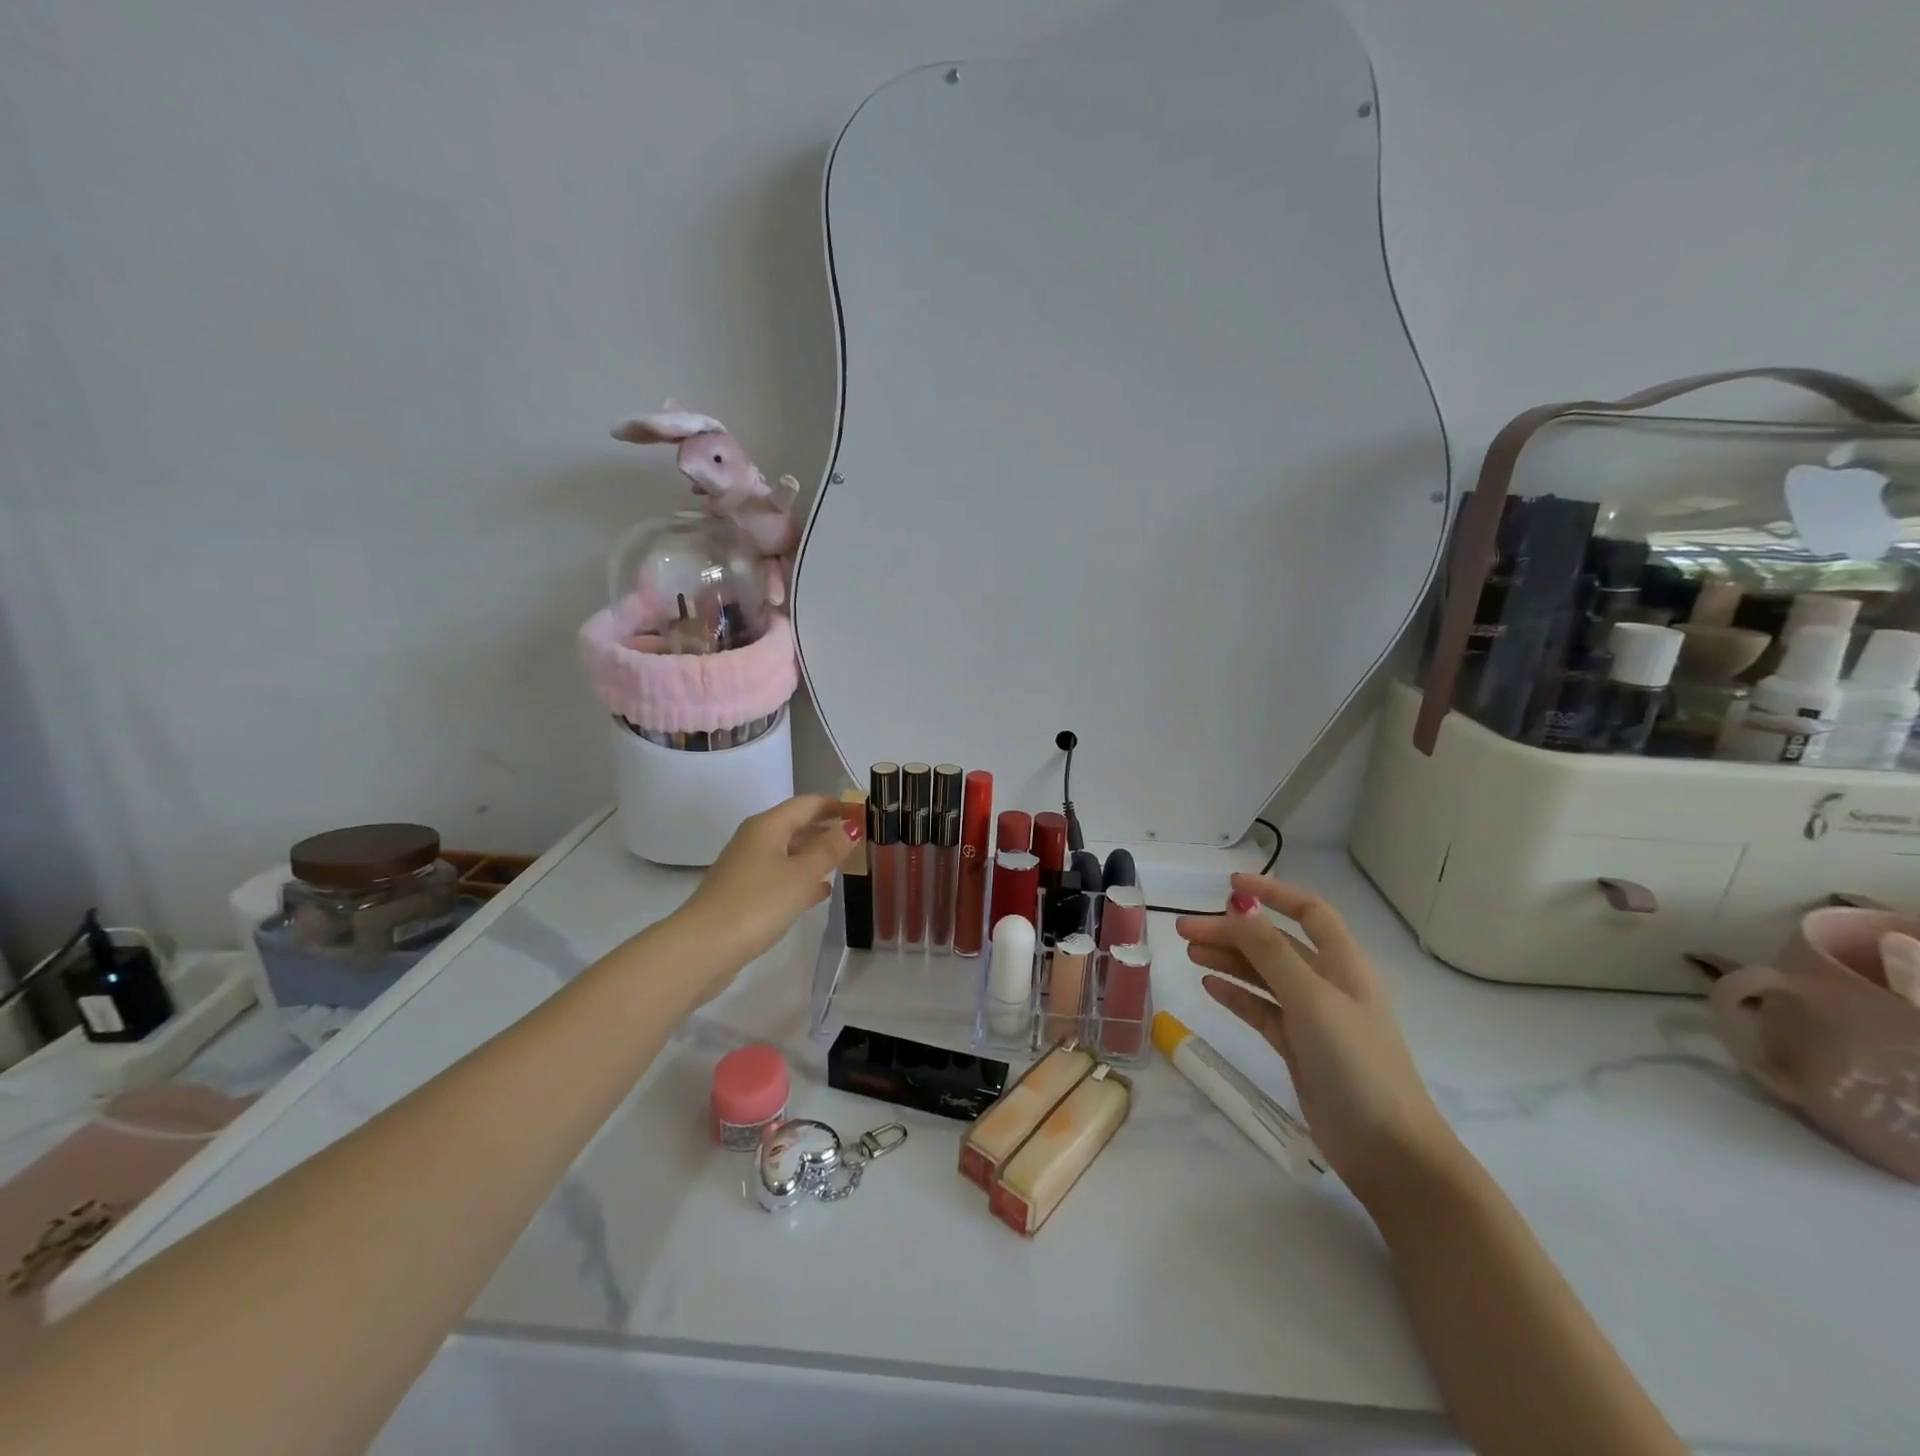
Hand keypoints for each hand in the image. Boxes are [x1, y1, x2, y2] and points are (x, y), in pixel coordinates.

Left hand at [675, 795, 860, 974]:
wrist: (703, 948)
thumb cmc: (757, 904)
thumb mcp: (801, 875)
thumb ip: (829, 849)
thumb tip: (851, 826)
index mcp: (768, 826)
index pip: (808, 804)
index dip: (837, 805)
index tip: (865, 813)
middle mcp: (755, 840)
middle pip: (797, 825)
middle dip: (827, 829)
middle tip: (860, 838)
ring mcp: (747, 867)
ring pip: (789, 852)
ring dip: (816, 854)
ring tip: (846, 862)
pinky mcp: (744, 894)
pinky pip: (780, 876)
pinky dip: (801, 878)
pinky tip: (820, 892)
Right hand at [1175, 874, 1459, 1208]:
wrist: (1387, 1150)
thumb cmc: (1356, 1063)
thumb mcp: (1312, 999)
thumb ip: (1272, 953)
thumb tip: (1240, 909)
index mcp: (1344, 965)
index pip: (1309, 912)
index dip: (1272, 893)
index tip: (1230, 885)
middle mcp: (1328, 984)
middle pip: (1274, 944)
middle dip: (1232, 932)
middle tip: (1185, 930)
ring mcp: (1313, 1017)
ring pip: (1263, 976)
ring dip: (1228, 960)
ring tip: (1189, 953)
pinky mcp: (1298, 1048)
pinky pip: (1261, 1010)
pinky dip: (1236, 995)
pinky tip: (1209, 985)